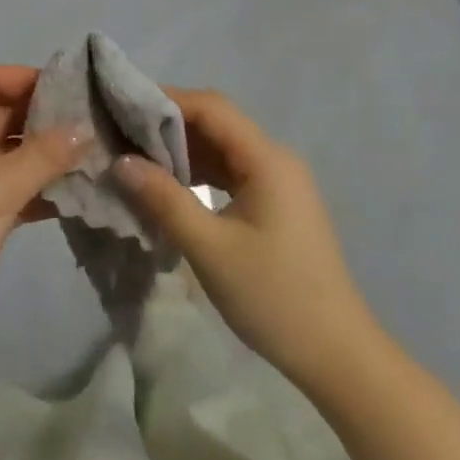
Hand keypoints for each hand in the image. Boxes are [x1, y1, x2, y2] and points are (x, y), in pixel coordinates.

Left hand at [0, 65, 88, 357]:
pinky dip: (33, 190)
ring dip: (42, 157)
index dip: (24, 78)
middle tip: (88, 124)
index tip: (68, 88)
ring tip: (89, 157)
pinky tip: (72, 196)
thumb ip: (45, 154)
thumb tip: (85, 128)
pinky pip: (5, 189)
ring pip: (5, 155)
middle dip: (40, 119)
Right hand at [115, 88, 376, 385]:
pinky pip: (231, 171)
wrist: (339, 358)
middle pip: (216, 123)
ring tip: (138, 160)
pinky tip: (172, 188)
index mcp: (266, 159)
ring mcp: (278, 182)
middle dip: (168, 125)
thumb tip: (120, 162)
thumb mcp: (211, 249)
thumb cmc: (275, 298)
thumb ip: (164, 200)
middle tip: (123, 135)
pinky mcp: (276, 204)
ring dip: (182, 151)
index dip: (166, 101)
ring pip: (222, 148)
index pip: (210, 107)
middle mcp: (275, 159)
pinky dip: (200, 172)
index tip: (124, 109)